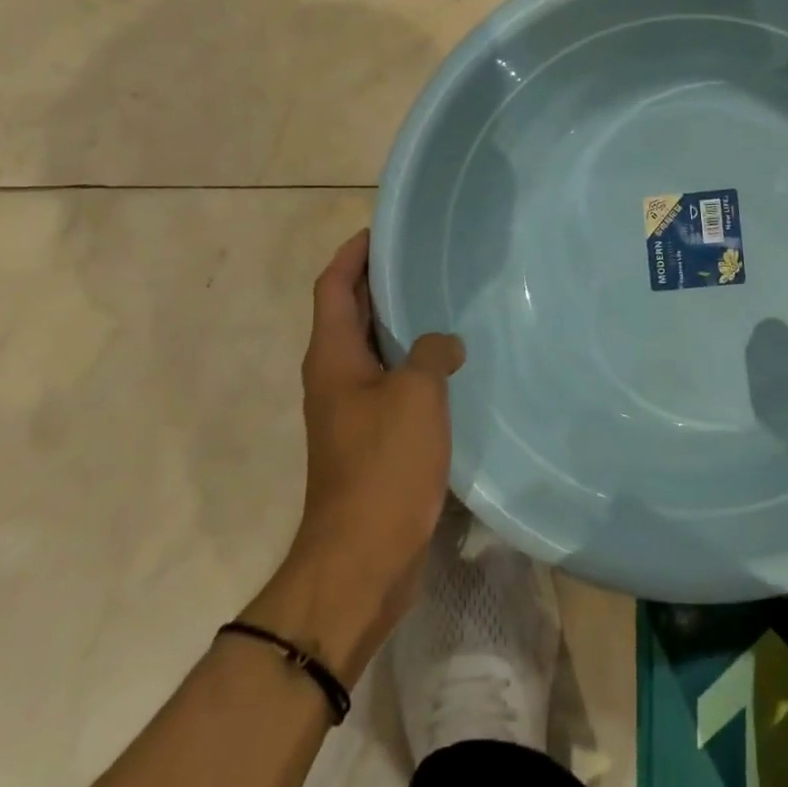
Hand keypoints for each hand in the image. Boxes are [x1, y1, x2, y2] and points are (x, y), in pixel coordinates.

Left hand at [248, 230, 462, 677]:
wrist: (363, 557)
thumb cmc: (384, 465)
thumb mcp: (416, 396)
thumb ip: (432, 354)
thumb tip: (444, 344)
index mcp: (333, 357)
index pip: (334, 287)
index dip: (354, 254)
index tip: (384, 229)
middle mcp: (335, 377)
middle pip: (353, 314)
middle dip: (383, 283)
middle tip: (428, 260)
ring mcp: (353, 410)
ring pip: (377, 350)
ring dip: (404, 325)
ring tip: (448, 302)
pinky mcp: (373, 439)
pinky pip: (394, 384)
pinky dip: (417, 365)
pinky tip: (454, 365)